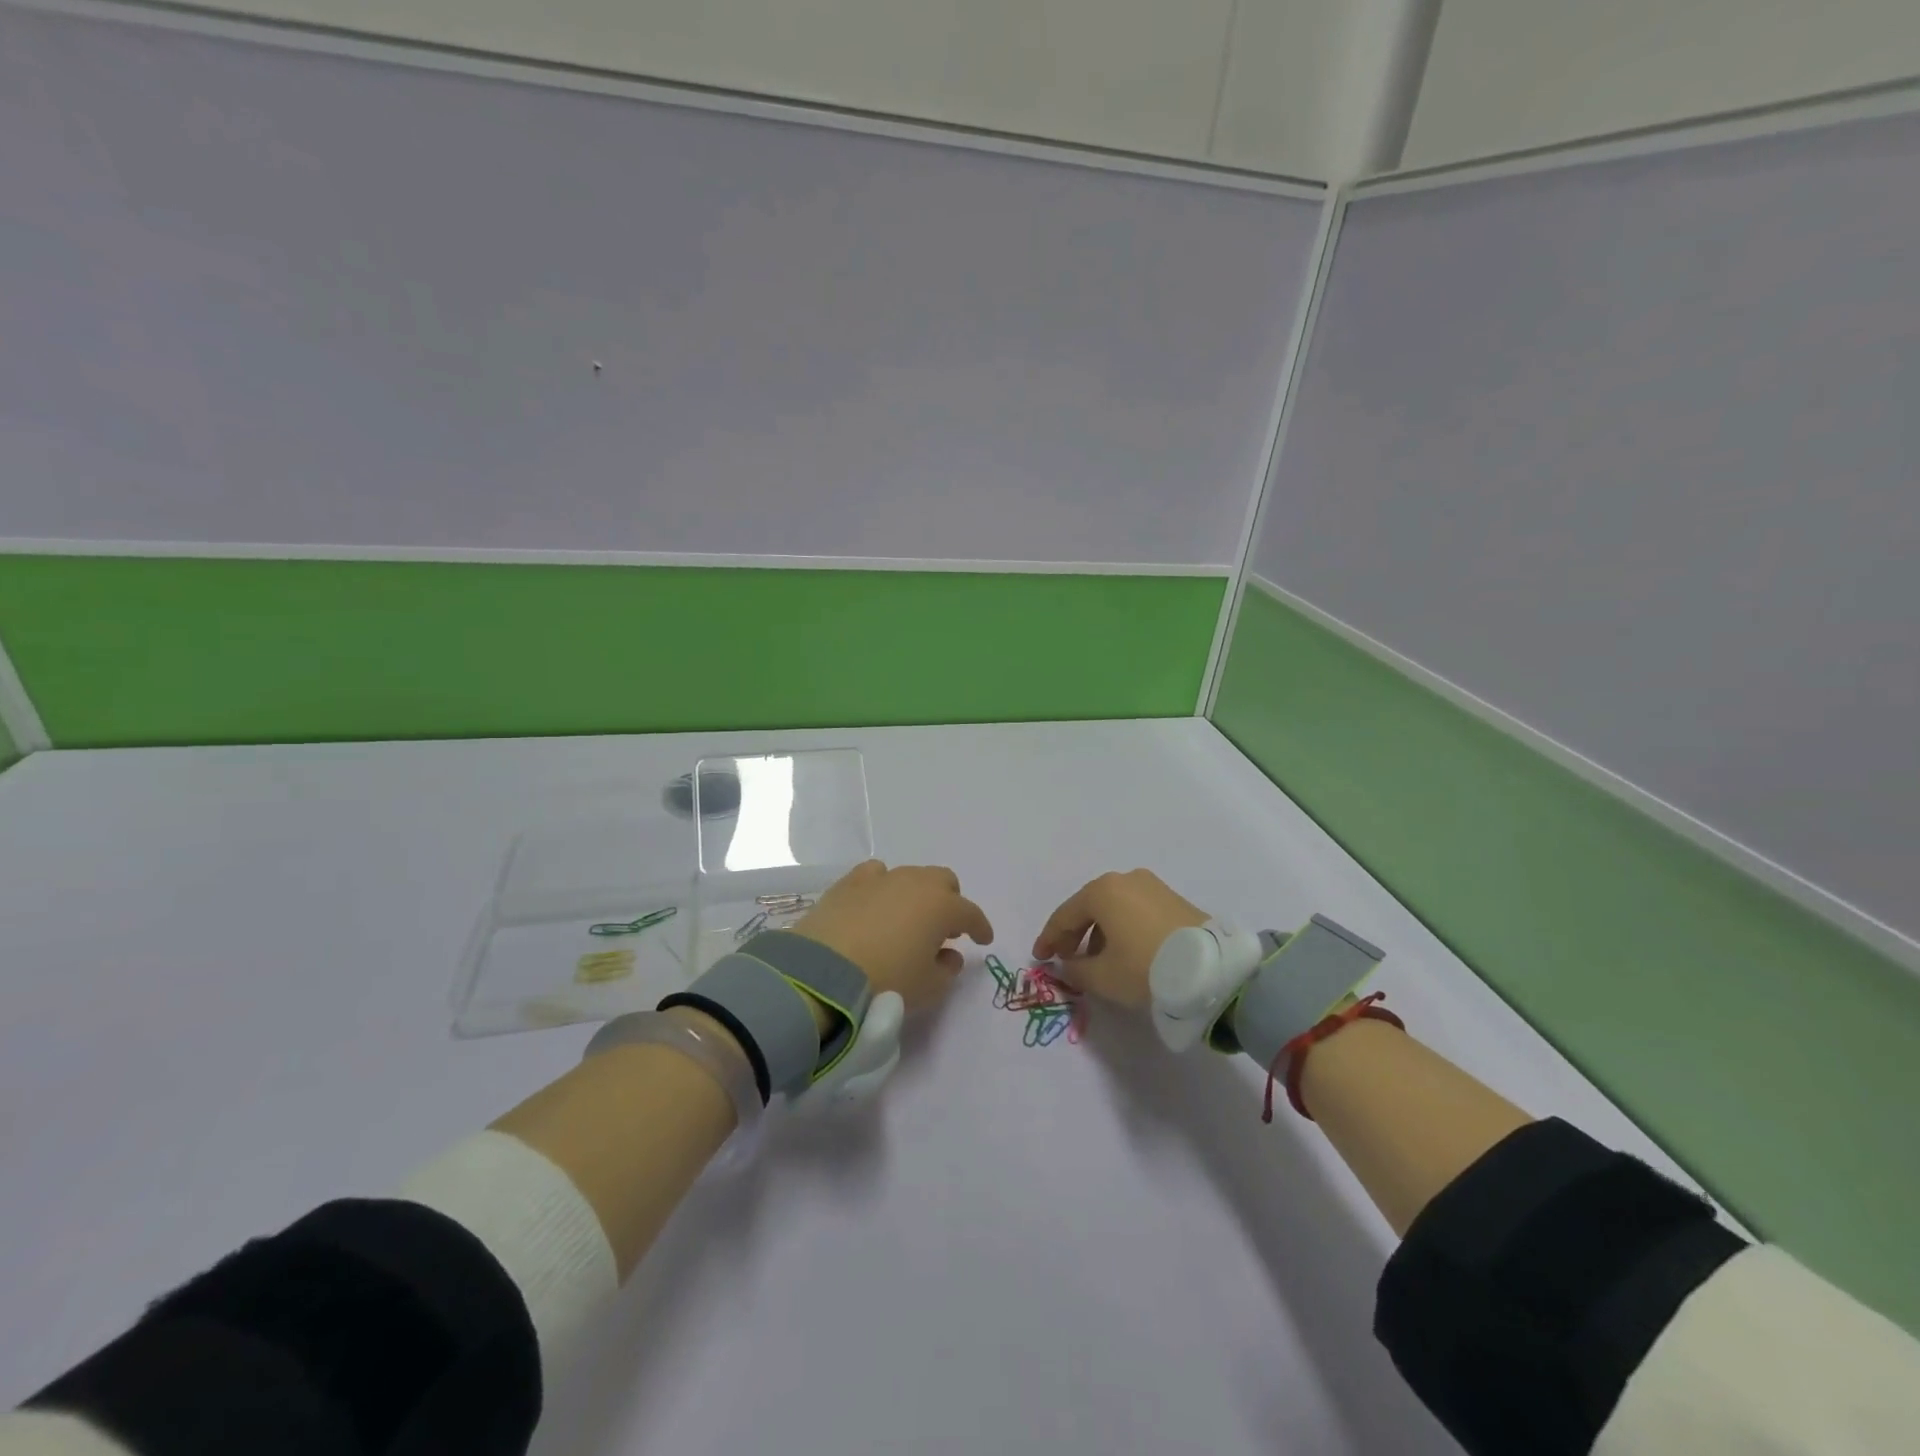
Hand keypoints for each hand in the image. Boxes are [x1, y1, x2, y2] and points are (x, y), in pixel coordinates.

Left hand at [793, 860, 993, 1011]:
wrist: (823, 973)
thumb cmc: (887, 982)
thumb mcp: (928, 988)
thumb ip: (947, 970)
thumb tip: (949, 955)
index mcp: (941, 906)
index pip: (971, 913)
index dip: (980, 927)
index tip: (984, 940)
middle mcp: (914, 883)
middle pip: (943, 881)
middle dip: (949, 901)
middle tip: (945, 927)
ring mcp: (880, 879)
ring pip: (909, 876)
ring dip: (916, 894)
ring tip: (907, 918)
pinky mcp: (848, 883)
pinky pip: (875, 875)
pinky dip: (882, 887)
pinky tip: (876, 903)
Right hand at [1031, 869, 1207, 1008]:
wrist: (1211, 968)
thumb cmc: (1145, 967)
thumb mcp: (1102, 977)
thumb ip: (1075, 970)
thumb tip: (1067, 965)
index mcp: (1101, 891)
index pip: (1065, 915)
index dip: (1049, 939)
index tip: (1040, 958)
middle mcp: (1125, 879)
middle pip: (1089, 907)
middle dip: (1074, 934)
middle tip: (1065, 958)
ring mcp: (1152, 886)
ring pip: (1114, 909)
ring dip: (1100, 933)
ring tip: (1097, 960)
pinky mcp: (1173, 899)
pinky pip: (1135, 911)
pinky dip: (1122, 929)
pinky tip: (1124, 951)